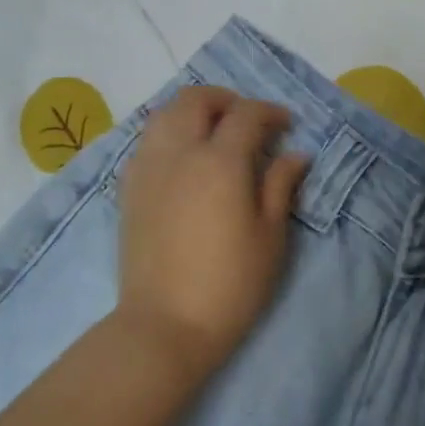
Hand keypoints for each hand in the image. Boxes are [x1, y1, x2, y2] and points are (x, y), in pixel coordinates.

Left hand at [115, 85, 309, 378]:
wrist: (165, 326)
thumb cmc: (230, 284)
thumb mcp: (270, 236)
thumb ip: (281, 186)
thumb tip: (296, 154)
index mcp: (219, 162)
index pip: (246, 114)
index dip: (269, 112)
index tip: (286, 125)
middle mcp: (178, 152)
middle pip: (196, 99)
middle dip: (226, 100)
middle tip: (248, 121)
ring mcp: (147, 167)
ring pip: (165, 113)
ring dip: (194, 111)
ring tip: (214, 133)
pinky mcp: (128, 187)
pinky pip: (148, 140)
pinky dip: (170, 132)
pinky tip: (185, 158)